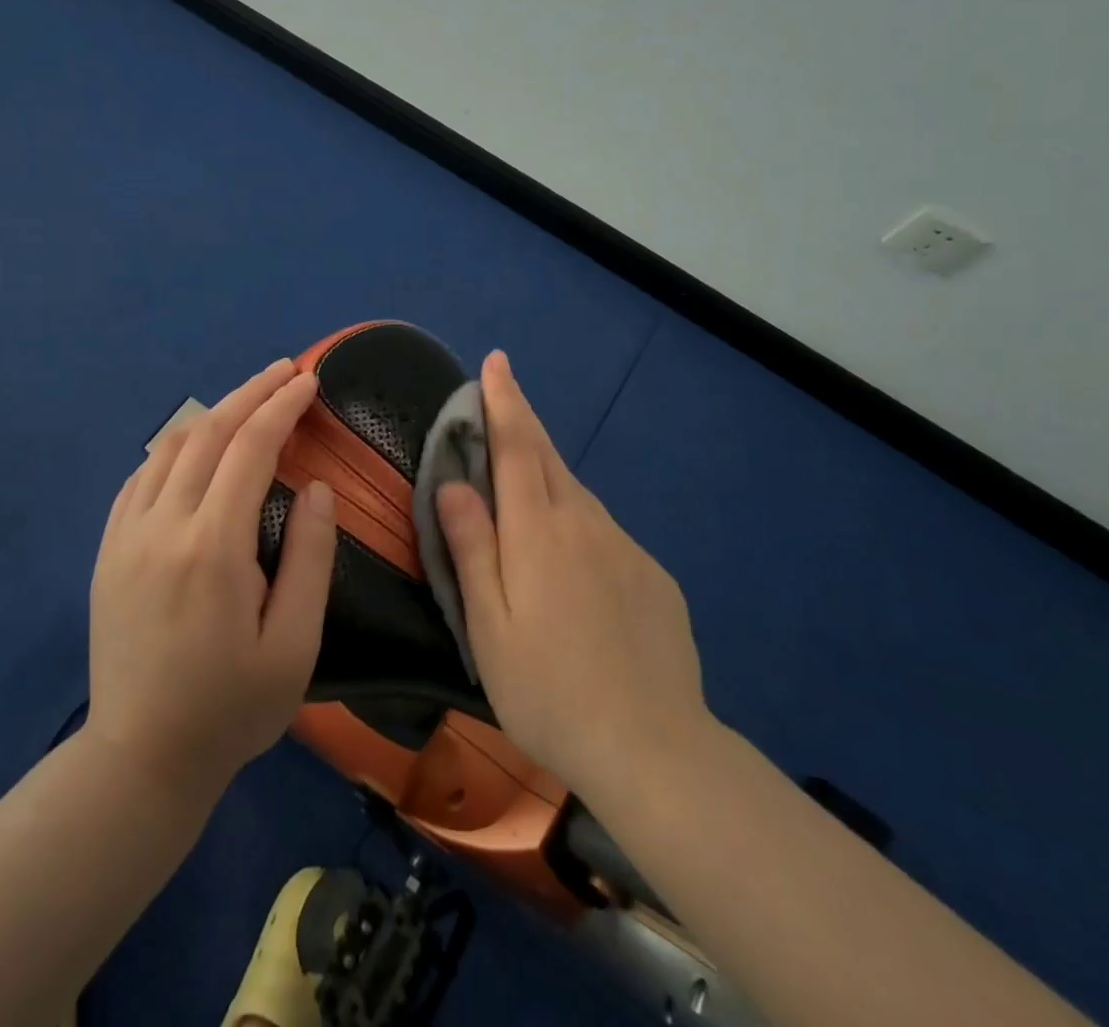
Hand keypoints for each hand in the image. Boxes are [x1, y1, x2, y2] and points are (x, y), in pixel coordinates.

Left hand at [85, 358, 336, 798]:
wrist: (139, 760)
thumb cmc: (230, 708)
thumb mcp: (294, 644)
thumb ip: (310, 557)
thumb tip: (314, 486)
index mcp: (212, 546)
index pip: (249, 448)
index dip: (281, 407)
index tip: (308, 382)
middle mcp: (162, 525)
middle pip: (207, 432)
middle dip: (250, 393)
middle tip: (285, 372)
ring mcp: (126, 535)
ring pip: (168, 447)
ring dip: (212, 413)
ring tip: (248, 402)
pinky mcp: (108, 550)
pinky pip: (140, 477)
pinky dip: (174, 447)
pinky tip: (195, 448)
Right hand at [435, 351, 711, 806]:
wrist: (653, 748)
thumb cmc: (549, 690)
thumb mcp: (488, 626)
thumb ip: (471, 547)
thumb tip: (455, 483)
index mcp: (538, 531)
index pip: (515, 447)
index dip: (504, 400)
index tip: (496, 361)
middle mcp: (584, 523)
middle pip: (548, 457)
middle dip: (523, 419)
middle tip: (505, 392)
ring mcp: (624, 546)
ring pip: (577, 493)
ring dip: (547, 472)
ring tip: (524, 478)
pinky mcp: (652, 574)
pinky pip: (604, 531)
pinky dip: (577, 521)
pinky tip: (573, 560)